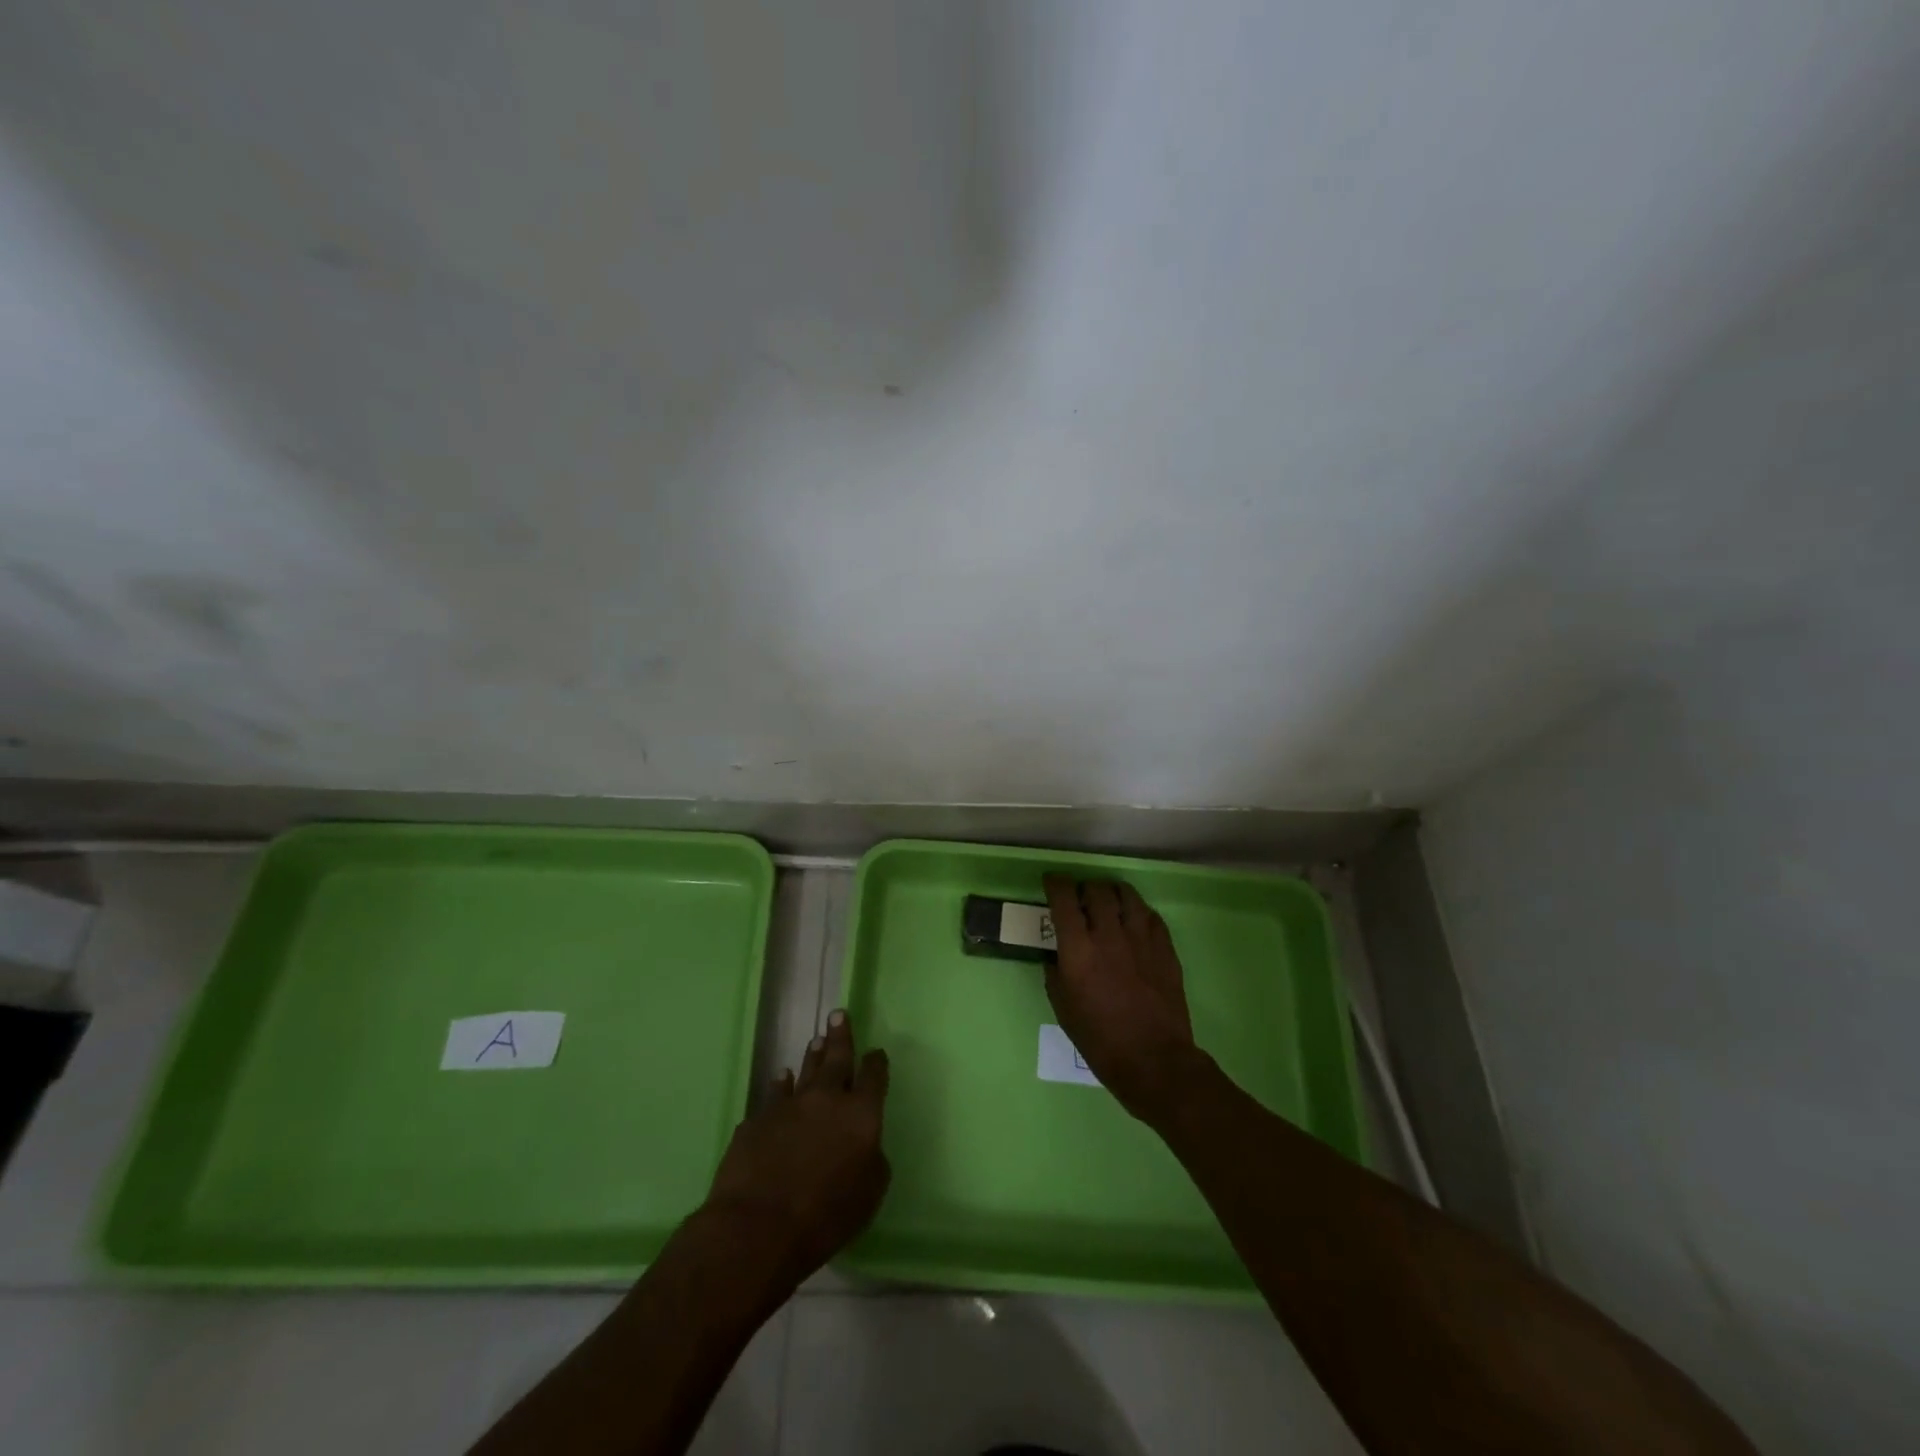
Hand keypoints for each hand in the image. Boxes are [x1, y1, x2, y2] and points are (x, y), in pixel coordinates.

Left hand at [701, 1009, 890, 1288]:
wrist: (757, 1226)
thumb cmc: (824, 1216)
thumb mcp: (869, 1194)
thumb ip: (873, 1162)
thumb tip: (866, 1146)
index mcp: (860, 1114)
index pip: (873, 1077)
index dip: (876, 1063)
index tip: (876, 1053)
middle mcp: (826, 1099)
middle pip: (837, 1060)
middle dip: (840, 1037)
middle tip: (838, 1015)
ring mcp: (789, 1106)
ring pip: (805, 1072)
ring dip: (812, 1056)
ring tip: (816, 1041)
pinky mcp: (758, 1120)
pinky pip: (774, 1094)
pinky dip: (781, 1085)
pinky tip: (782, 1078)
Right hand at [1042, 875, 1200, 1121]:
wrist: (1154, 1060)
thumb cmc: (1100, 1040)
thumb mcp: (1063, 1008)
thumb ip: (1056, 973)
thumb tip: (1056, 954)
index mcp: (1079, 949)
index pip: (1064, 899)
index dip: (1056, 884)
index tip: (1052, 882)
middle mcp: (1110, 935)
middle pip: (1098, 890)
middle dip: (1085, 887)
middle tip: (1081, 897)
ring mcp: (1142, 939)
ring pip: (1128, 896)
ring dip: (1113, 893)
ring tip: (1109, 901)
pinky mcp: (1165, 948)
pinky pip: (1151, 916)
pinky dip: (1138, 912)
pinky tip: (1135, 921)